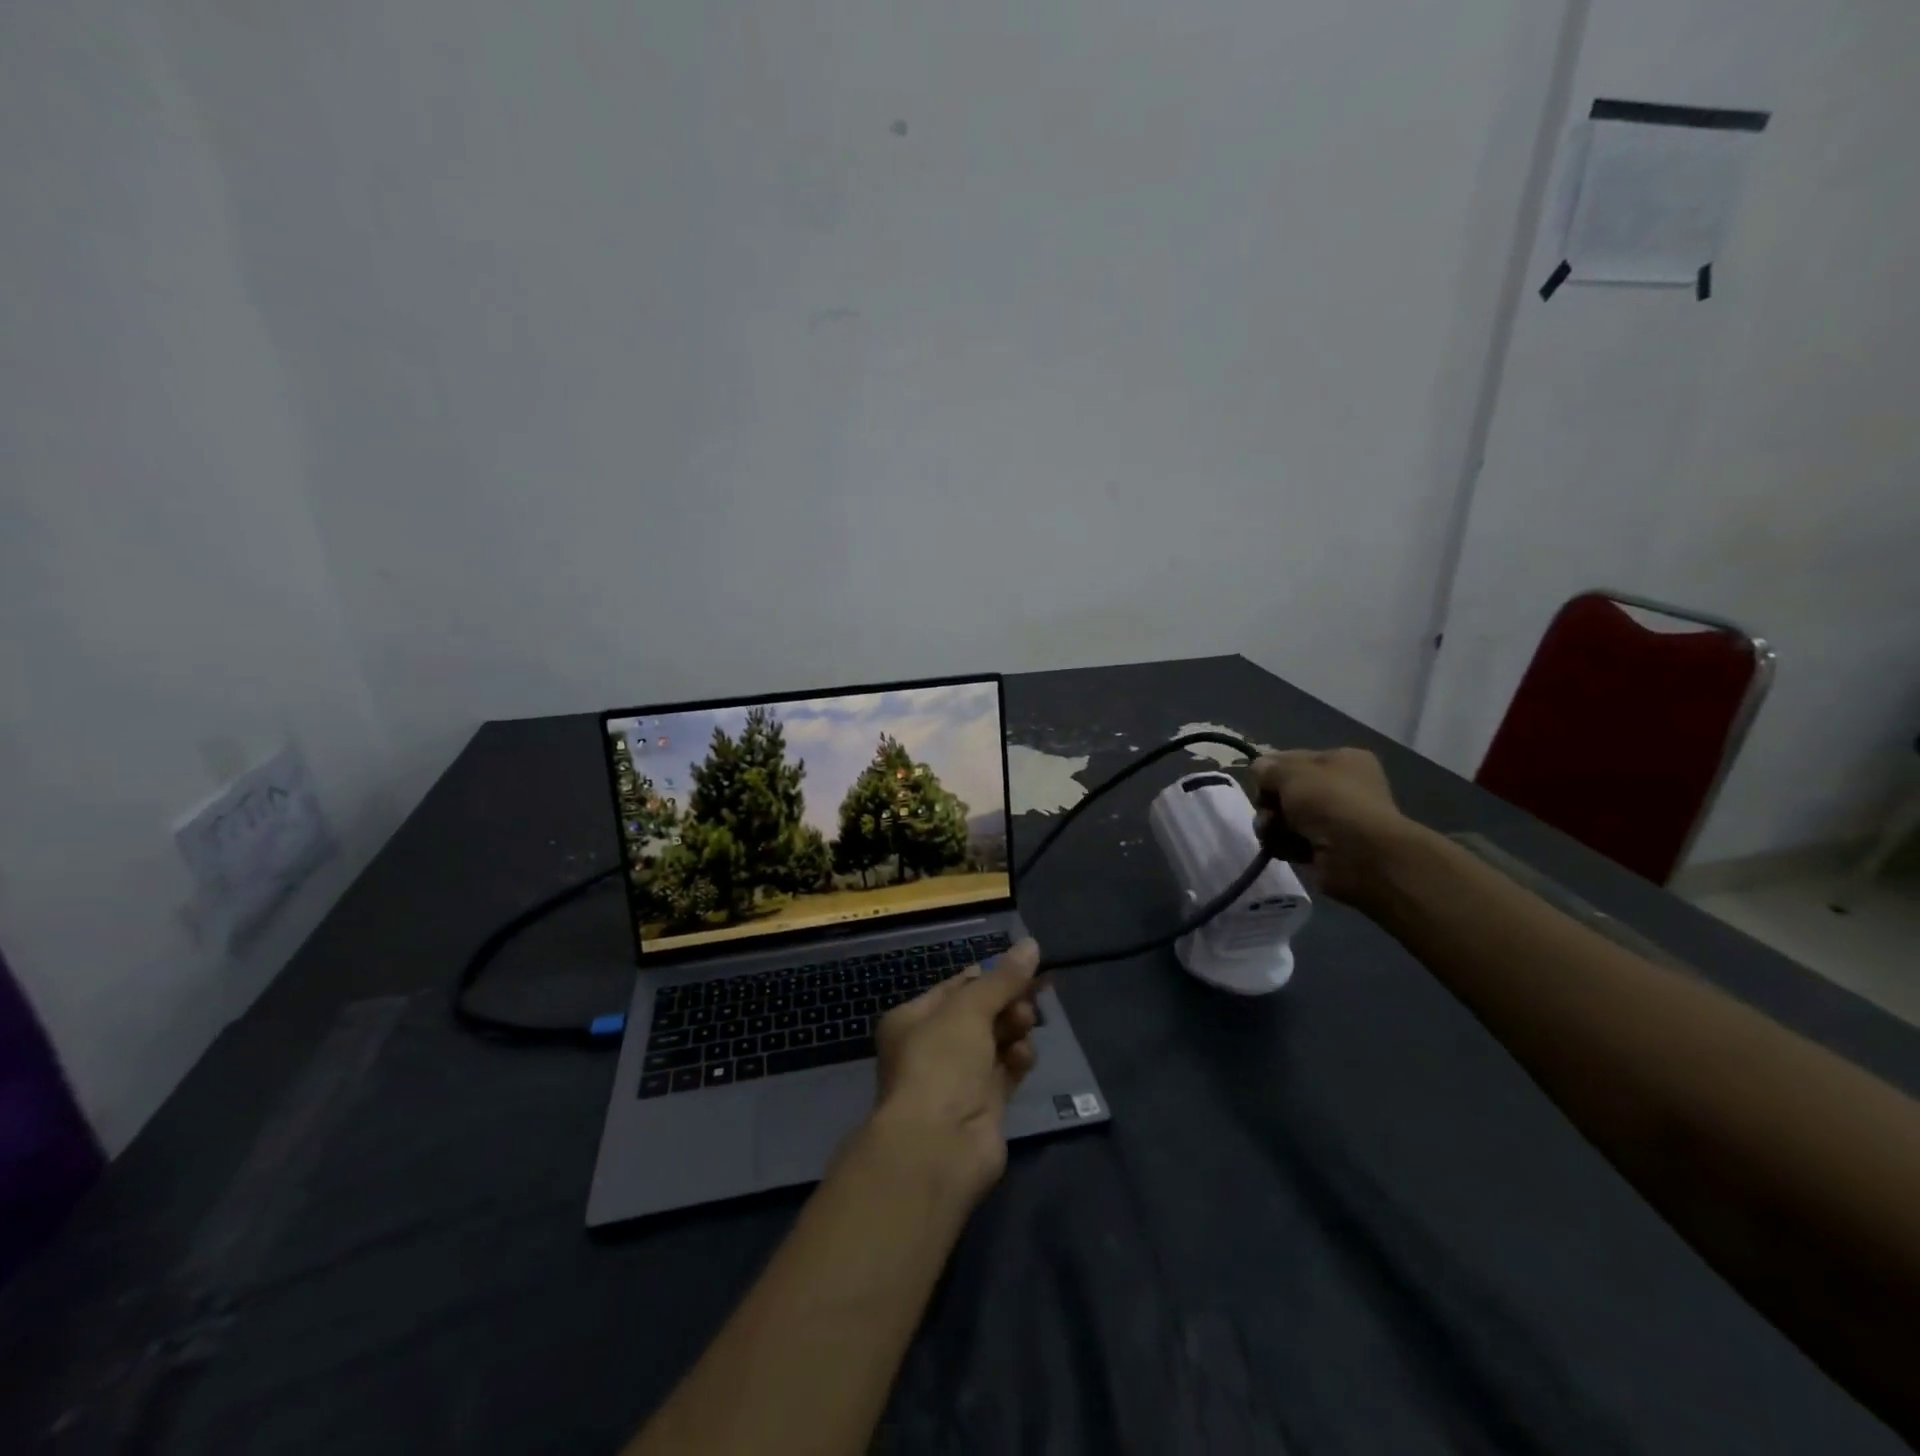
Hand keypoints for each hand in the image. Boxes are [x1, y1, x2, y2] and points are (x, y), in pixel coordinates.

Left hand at [865, 938, 1043, 1208]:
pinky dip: (1018, 1059)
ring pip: (997, 1039)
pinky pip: (1007, 1069)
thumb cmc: (941, 1063)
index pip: (958, 986)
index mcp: (914, 1018)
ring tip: (1024, 1027)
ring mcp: (959, 1077)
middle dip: (1008, 1003)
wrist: (938, 1146)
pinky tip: (1024, 1055)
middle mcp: (933, 1046)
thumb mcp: (969, 1009)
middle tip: (1030, 999)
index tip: (1026, 967)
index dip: (991, 975)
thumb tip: (1031, 944)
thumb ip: (1002, 979)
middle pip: (981, 1012)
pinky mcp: (984, 1104)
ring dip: (1015, 1029)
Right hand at [1253, 748, 1415, 904]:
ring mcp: (1334, 820)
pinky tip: (1285, 849)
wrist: (1359, 855)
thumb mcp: (1291, 773)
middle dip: (1270, 802)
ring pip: (1286, 818)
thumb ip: (1268, 769)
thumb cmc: (1328, 801)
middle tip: (1268, 811)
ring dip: (1272, 826)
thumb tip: (1258, 768)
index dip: (1272, 770)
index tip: (1259, 782)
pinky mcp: (1327, 849)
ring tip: (1272, 833)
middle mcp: (1341, 788)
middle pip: (1287, 791)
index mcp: (1342, 761)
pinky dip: (1284, 845)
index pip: (1294, 758)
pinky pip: (1293, 841)